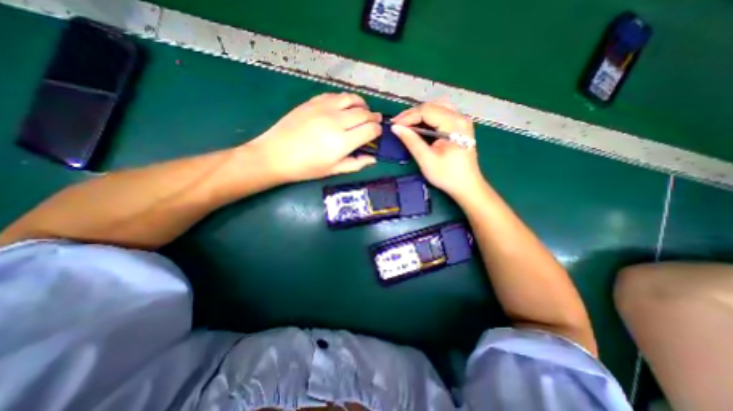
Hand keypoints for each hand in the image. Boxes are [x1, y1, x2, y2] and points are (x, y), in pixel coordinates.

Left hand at [247, 94, 380, 183]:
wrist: (276, 155)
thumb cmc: (306, 168)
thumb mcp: (333, 170)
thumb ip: (356, 163)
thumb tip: (373, 158)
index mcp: (343, 142)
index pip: (370, 130)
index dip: (378, 130)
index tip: (378, 133)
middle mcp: (336, 121)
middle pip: (364, 113)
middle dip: (373, 117)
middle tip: (375, 121)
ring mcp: (324, 108)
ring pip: (351, 99)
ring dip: (362, 104)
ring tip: (363, 110)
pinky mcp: (313, 102)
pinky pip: (335, 95)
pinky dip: (345, 99)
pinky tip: (345, 106)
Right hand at [393, 101, 485, 200]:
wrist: (467, 186)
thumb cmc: (447, 175)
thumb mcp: (426, 160)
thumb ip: (411, 141)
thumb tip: (396, 127)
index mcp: (454, 124)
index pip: (427, 111)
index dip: (408, 116)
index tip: (394, 125)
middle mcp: (460, 117)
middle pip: (432, 106)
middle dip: (413, 114)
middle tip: (398, 124)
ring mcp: (462, 121)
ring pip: (437, 107)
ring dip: (420, 114)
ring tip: (407, 124)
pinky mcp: (460, 126)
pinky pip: (442, 114)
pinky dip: (428, 118)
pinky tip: (420, 126)